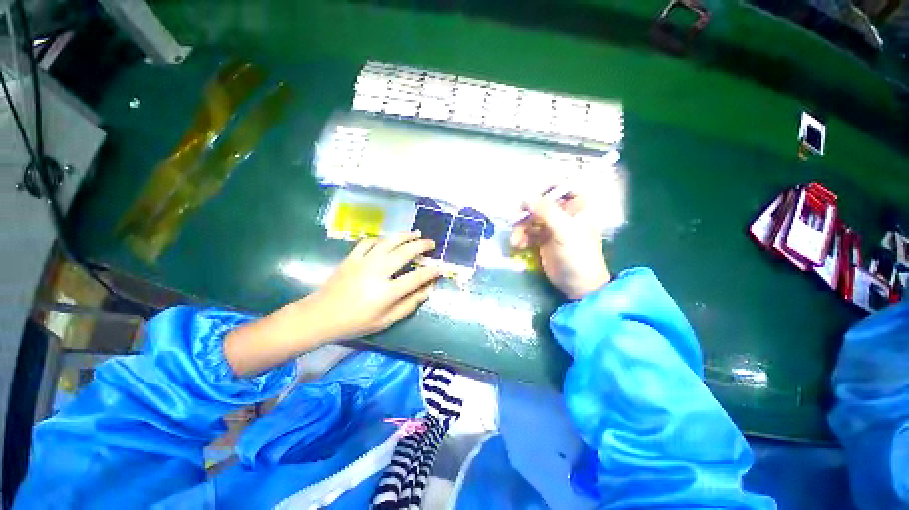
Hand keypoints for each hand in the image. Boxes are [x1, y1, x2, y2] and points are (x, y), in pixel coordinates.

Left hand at [308, 232, 441, 339]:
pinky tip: (388, 239)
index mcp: (386, 292)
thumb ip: (408, 305)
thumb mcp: (385, 320)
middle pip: (404, 253)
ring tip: (416, 233)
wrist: (320, 316)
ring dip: (404, 236)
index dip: (431, 272)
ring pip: (388, 242)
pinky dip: (382, 239)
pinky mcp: (352, 257)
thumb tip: (427, 291)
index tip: (440, 267)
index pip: (415, 278)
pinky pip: (369, 242)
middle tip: (431, 244)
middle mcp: (377, 272)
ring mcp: (363, 262)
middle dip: (421, 246)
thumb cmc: (355, 322)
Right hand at [511, 192, 609, 299]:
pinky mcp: (543, 239)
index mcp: (578, 206)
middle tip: (515, 220)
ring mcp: (553, 226)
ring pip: (532, 218)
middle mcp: (565, 213)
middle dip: (527, 213)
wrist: (578, 284)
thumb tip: (526, 198)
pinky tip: (518, 245)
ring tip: (515, 241)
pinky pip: (528, 232)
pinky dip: (522, 237)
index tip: (531, 197)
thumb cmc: (578, 255)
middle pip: (541, 203)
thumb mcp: (565, 231)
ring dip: (521, 228)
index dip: (546, 187)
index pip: (563, 185)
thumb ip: (546, 212)